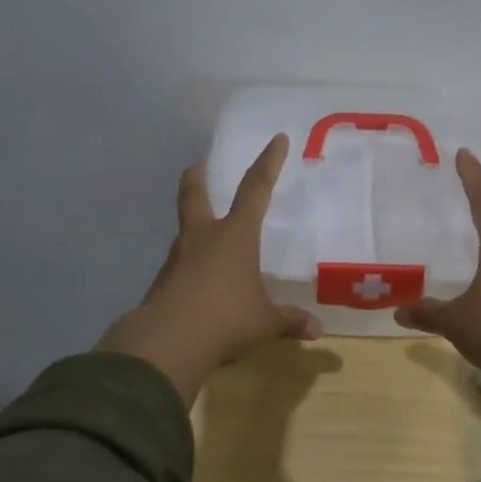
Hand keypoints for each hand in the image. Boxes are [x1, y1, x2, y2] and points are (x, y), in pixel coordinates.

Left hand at [97, 134, 321, 403]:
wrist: (168, 341)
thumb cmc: (226, 318)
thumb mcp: (264, 322)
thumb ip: (289, 321)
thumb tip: (317, 330)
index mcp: (235, 235)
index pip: (256, 189)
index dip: (268, 163)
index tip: (277, 139)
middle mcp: (203, 237)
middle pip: (195, 194)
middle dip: (198, 176)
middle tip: (198, 164)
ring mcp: (178, 257)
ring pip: (184, 228)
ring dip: (192, 221)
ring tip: (204, 230)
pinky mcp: (163, 281)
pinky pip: (180, 263)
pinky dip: (189, 262)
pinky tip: (198, 279)